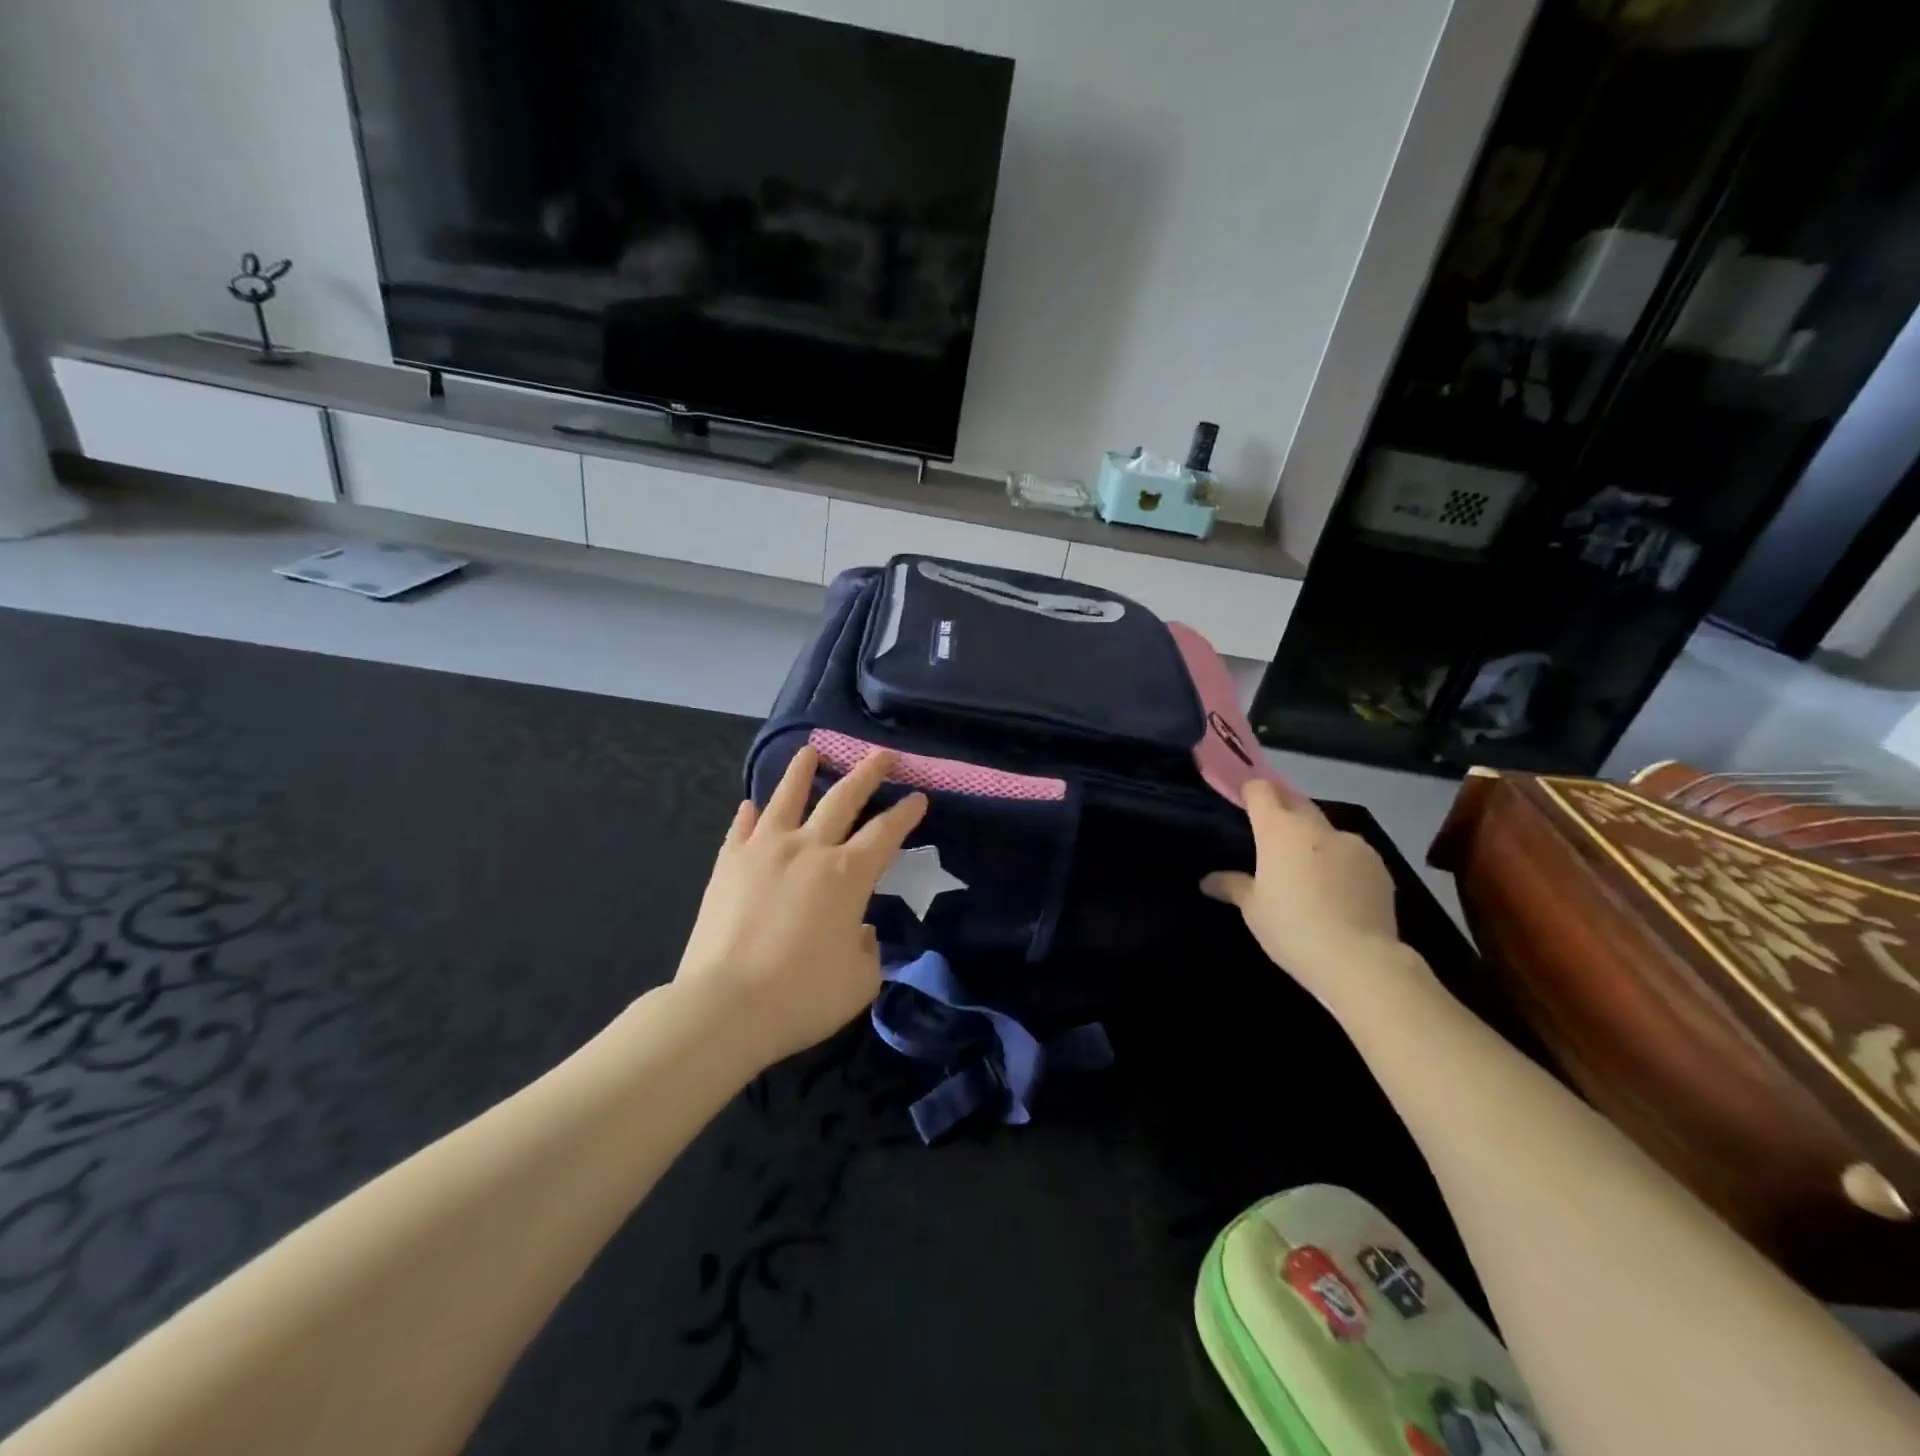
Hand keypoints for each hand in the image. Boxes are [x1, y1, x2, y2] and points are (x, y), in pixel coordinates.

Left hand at [676, 746, 926, 1065]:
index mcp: (847, 875)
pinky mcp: (728, 864)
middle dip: (868, 773)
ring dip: (802, 771)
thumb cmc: (801, 997)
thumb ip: (868, 950)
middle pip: (843, 798)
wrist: (725, 1007)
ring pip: (787, 797)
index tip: (918, 797)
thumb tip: (857, 930)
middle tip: (883, 755)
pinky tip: (752, 806)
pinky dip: (750, 814)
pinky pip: (742, 828)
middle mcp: (809, 849)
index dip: (906, 813)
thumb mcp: (860, 983)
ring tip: (810, 751)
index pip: (886, 833)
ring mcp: (764, 851)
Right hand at [1201, 780, 1426, 1011]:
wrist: (1359, 960)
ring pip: (1325, 830)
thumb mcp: (1253, 910)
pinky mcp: (1379, 866)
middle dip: (1282, 807)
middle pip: (1295, 801)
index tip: (1243, 800)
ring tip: (1306, 868)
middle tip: (1269, 828)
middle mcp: (1316, 828)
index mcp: (1279, 830)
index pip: (1262, 791)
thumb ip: (1232, 886)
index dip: (1251, 792)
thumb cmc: (1292, 928)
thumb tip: (1208, 881)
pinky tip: (1336, 890)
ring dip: (1313, 838)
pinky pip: (1350, 853)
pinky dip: (1339, 862)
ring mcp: (1353, 844)